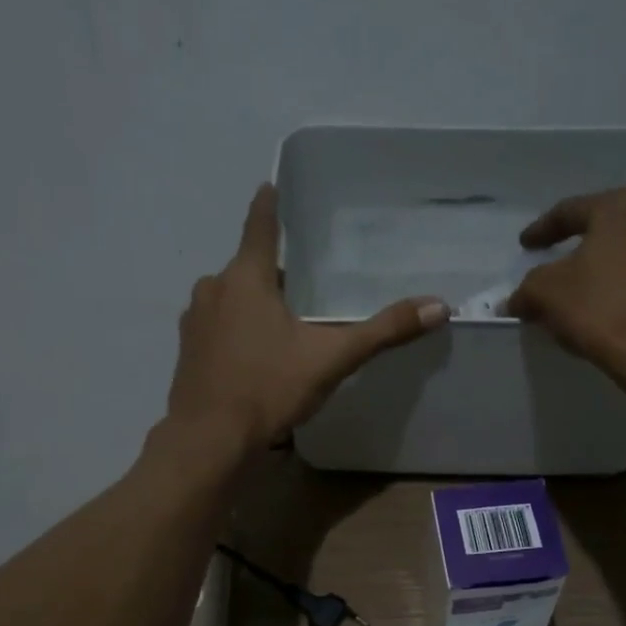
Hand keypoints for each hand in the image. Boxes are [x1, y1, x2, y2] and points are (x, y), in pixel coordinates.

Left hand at [166, 185, 448, 449]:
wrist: (209, 440)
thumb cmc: (268, 389)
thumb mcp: (331, 359)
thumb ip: (382, 332)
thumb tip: (438, 306)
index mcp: (245, 278)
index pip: (259, 224)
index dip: (269, 203)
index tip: (270, 185)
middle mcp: (213, 289)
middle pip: (248, 268)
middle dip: (274, 274)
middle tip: (305, 288)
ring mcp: (195, 321)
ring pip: (231, 299)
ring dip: (253, 305)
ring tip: (283, 328)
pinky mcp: (187, 352)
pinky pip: (217, 327)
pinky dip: (236, 332)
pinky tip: (255, 358)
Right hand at [506, 186, 625, 399]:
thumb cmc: (602, 309)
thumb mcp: (546, 294)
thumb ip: (527, 289)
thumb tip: (516, 300)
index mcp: (622, 207)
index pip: (571, 211)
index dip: (542, 230)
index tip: (526, 245)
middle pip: (609, 230)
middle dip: (583, 249)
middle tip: (561, 269)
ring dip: (612, 271)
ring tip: (591, 296)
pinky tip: (618, 314)